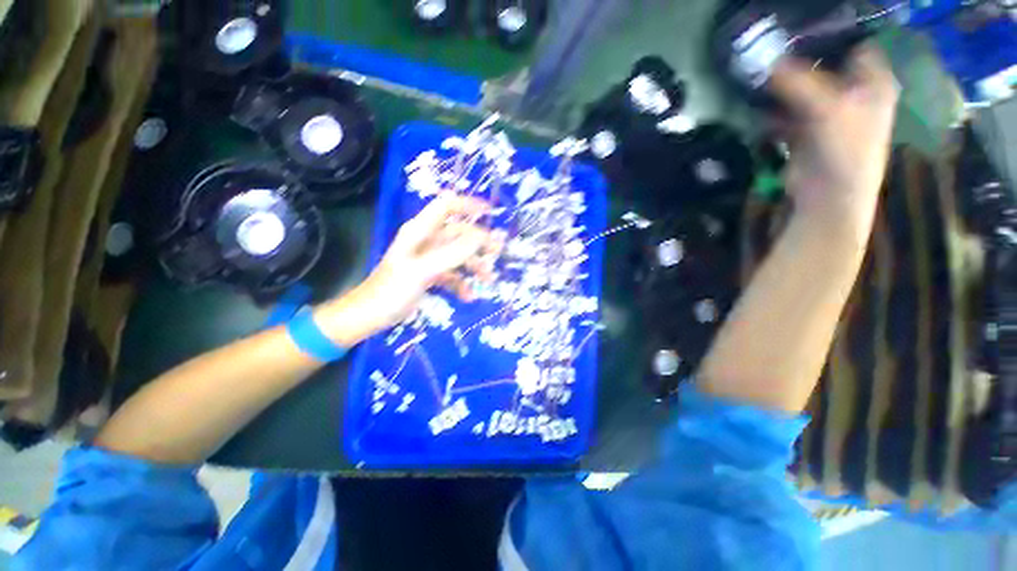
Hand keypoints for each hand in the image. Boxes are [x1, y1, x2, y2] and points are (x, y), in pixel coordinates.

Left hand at [316, 195, 502, 344]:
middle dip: (478, 243)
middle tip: (497, 252)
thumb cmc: (393, 289)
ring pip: (458, 255)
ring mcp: (429, 259)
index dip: (468, 205)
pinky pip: (452, 275)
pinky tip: (468, 297)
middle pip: (458, 233)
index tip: (490, 211)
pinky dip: (462, 284)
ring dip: (474, 266)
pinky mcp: (430, 275)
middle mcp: (426, 240)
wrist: (371, 315)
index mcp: (421, 231)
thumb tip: (482, 238)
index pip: (446, 206)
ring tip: (487, 279)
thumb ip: (452, 253)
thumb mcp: (423, 270)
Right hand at [768, 44, 899, 239]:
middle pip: (826, 64)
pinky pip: (789, 112)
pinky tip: (759, 108)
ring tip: (759, 76)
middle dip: (800, 59)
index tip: (800, 28)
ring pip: (803, 88)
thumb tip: (766, 60)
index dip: (832, 33)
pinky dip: (774, 110)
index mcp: (872, 81)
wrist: (830, 197)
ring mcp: (829, 112)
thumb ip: (798, 82)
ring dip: (782, 86)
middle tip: (771, 50)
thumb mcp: (826, 109)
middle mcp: (853, 92)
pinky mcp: (807, 131)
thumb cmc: (845, 150)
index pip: (855, 43)